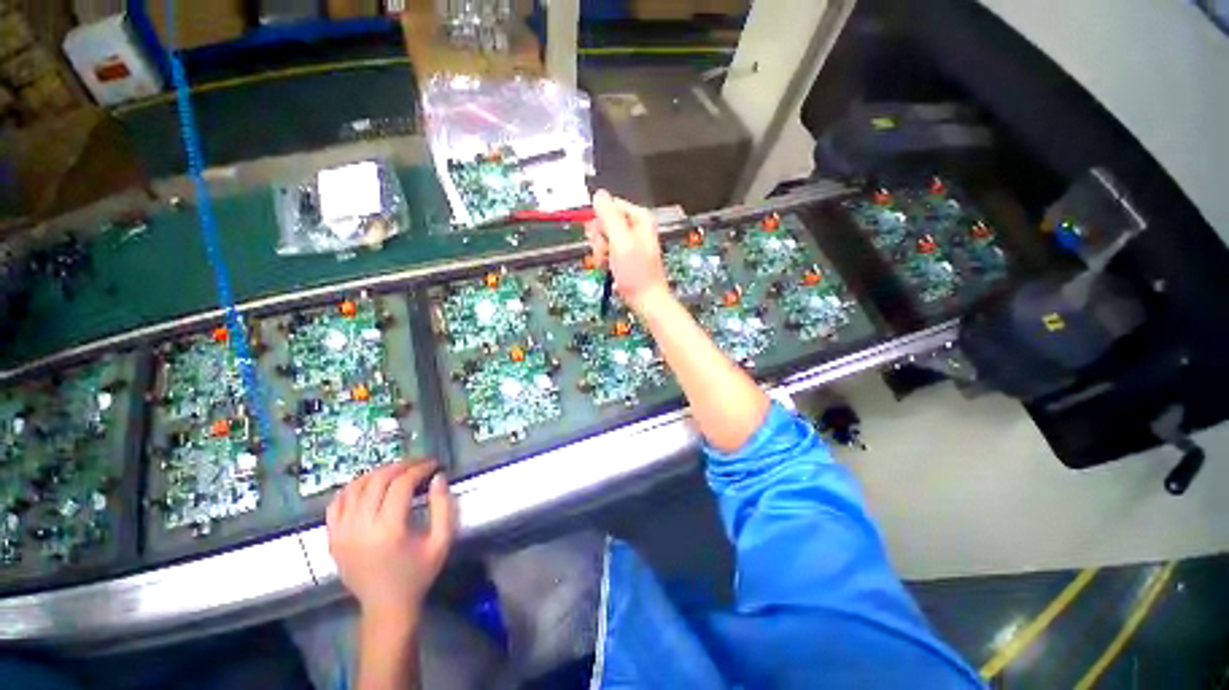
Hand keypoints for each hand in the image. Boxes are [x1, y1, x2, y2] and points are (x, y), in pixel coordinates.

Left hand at [327, 462, 456, 625]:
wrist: (386, 606)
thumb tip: (438, 476)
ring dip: (377, 473)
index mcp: (389, 530)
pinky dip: (352, 488)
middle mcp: (361, 528)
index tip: (434, 465)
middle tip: (418, 463)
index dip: (420, 469)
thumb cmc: (419, 573)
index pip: (401, 484)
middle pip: (377, 481)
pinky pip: (336, 503)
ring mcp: (341, 533)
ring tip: (396, 472)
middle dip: (401, 466)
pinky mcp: (332, 538)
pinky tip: (368, 486)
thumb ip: (443, 506)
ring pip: (355, 487)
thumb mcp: (441, 540)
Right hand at [586, 189, 669, 313]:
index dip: (600, 222)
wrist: (646, 301)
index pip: (609, 206)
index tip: (602, 238)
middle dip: (600, 239)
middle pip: (605, 222)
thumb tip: (599, 194)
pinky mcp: (626, 255)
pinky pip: (608, 250)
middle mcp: (636, 227)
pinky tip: (609, 269)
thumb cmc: (636, 275)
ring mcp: (631, 242)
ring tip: (609, 265)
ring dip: (600, 252)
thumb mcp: (621, 242)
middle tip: (606, 254)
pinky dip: (604, 260)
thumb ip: (610, 217)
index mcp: (639, 218)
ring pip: (604, 238)